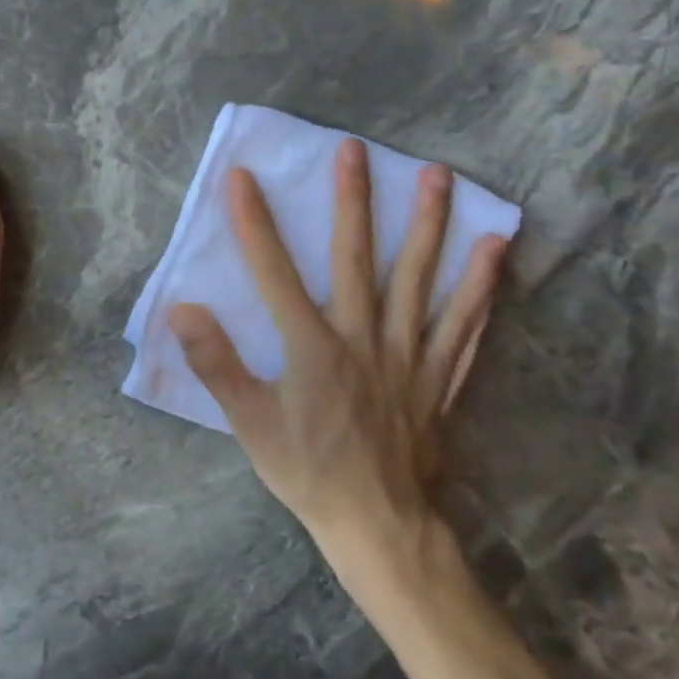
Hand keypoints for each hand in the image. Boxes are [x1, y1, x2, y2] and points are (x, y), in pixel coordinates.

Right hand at [168, 141, 506, 590]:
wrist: (381, 527)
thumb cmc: (308, 471)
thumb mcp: (250, 424)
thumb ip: (217, 364)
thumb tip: (182, 310)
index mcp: (312, 346)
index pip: (275, 272)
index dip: (256, 223)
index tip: (243, 176)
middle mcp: (363, 337)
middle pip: (357, 258)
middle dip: (352, 201)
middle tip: (354, 150)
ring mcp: (408, 353)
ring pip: (420, 279)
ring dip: (429, 225)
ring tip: (439, 176)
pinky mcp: (438, 374)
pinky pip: (464, 323)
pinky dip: (480, 285)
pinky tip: (496, 250)